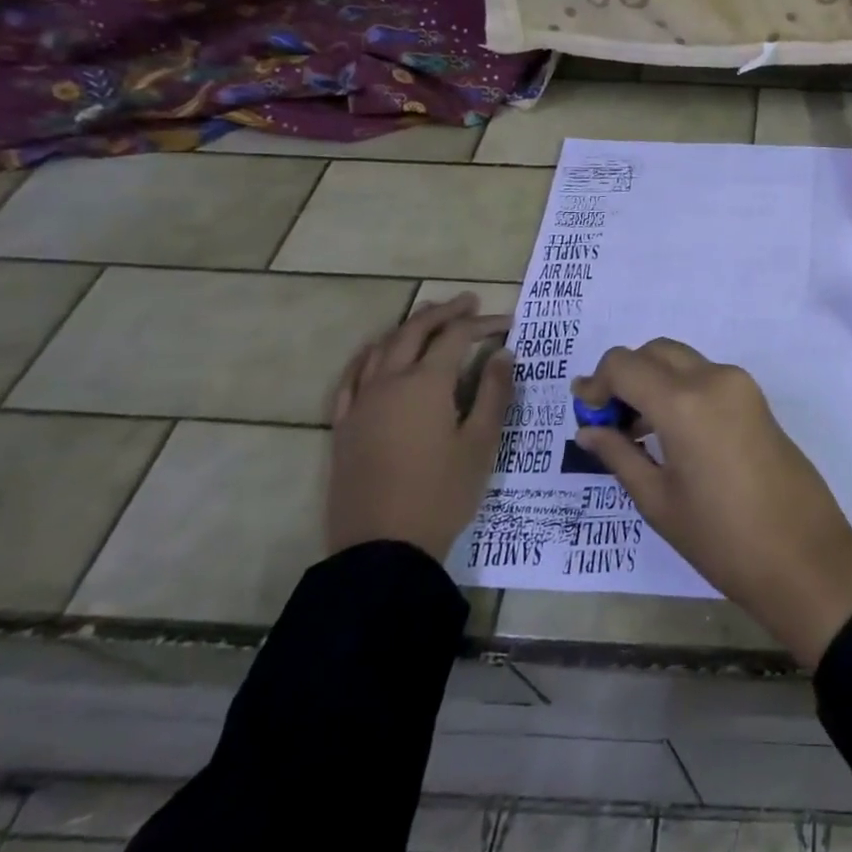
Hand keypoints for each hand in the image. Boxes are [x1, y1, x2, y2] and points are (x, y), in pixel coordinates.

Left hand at [326, 294, 514, 563]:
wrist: (383, 549)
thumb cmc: (442, 494)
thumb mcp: (481, 444)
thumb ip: (493, 394)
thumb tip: (503, 355)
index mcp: (426, 384)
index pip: (456, 337)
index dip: (482, 324)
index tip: (507, 323)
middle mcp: (389, 382)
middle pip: (414, 331)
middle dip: (444, 312)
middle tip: (468, 302)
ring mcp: (360, 403)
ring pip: (381, 348)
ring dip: (407, 326)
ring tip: (428, 316)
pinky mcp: (344, 426)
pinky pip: (352, 377)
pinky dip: (369, 356)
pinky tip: (377, 355)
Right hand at [572, 341, 851, 667]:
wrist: (804, 556)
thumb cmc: (722, 538)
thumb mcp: (659, 501)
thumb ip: (619, 455)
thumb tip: (588, 429)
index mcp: (684, 402)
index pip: (624, 364)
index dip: (597, 382)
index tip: (584, 412)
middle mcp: (713, 378)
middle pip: (655, 352)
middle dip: (625, 375)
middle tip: (608, 420)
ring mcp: (740, 385)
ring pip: (682, 361)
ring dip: (653, 380)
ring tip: (635, 431)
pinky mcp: (756, 398)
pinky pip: (706, 376)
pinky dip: (679, 389)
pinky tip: (670, 432)